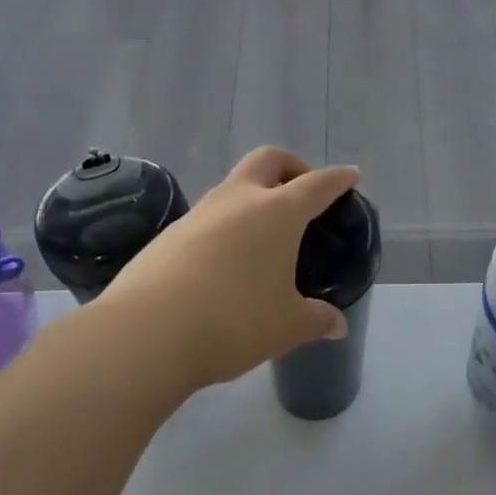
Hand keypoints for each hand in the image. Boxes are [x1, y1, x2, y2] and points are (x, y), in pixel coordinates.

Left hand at [91, 148, 360, 392]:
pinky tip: (227, 261)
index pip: (317, 184)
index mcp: (278, 213)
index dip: (338, 179)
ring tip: (265, 235)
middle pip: (269, 160)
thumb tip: (337, 325)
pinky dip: (227, 224)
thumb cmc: (233, 322)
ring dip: (255, 196)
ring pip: (234, 186)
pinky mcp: (169, 234)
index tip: (350, 176)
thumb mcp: (287, 326)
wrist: (144, 334)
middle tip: (303, 192)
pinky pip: (208, 216)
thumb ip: (317, 320)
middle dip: (292, 166)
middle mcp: (239, 200)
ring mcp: (199, 213)